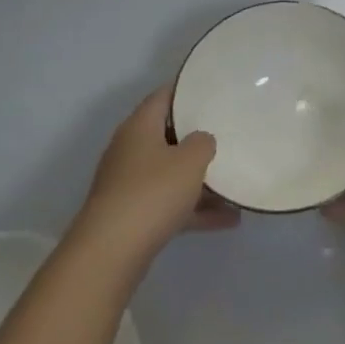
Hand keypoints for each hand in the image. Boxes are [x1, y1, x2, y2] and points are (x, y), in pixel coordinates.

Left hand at [75, 85, 238, 263]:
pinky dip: (195, 209)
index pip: (164, 96)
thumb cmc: (152, 193)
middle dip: (197, 137)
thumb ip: (203, 143)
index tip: (213, 90)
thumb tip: (201, 141)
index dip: (188, 90)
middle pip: (168, 135)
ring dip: (200, 179)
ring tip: (234, 182)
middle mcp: (130, 150)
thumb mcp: (190, 160)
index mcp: (139, 126)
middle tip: (228, 131)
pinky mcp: (132, 216)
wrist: (110, 254)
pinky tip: (229, 219)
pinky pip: (170, 204)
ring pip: (170, 173)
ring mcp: (129, 185)